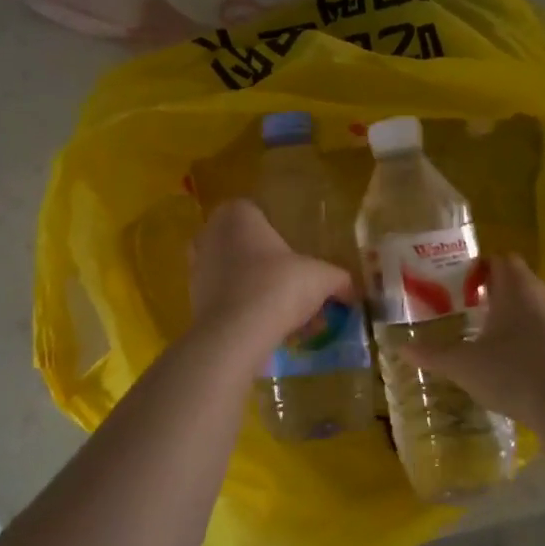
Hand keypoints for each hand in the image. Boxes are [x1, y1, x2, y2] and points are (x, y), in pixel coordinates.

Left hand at [189, 200, 355, 351]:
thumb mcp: (321, 278)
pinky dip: (242, 310)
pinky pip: (224, 300)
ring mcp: (197, 268)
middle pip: (244, 244)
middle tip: (292, 284)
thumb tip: (352, 290)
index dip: (276, 232)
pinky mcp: (193, 301)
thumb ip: (339, 279)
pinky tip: (266, 328)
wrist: (236, 333)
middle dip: (265, 263)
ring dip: (254, 288)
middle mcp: (210, 234)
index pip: (255, 212)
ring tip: (283, 312)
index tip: (295, 254)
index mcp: (237, 215)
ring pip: (232, 274)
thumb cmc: (278, 286)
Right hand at [404, 254, 544, 430]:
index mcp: (515, 288)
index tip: (451, 283)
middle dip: (487, 293)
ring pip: (528, 310)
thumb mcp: (464, 365)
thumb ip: (432, 355)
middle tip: (458, 308)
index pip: (498, 260)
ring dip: (506, 318)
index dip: (475, 267)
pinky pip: (540, 335)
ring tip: (477, 337)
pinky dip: (521, 343)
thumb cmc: (515, 372)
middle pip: (514, 283)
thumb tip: (400, 348)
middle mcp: (540, 298)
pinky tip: (503, 365)